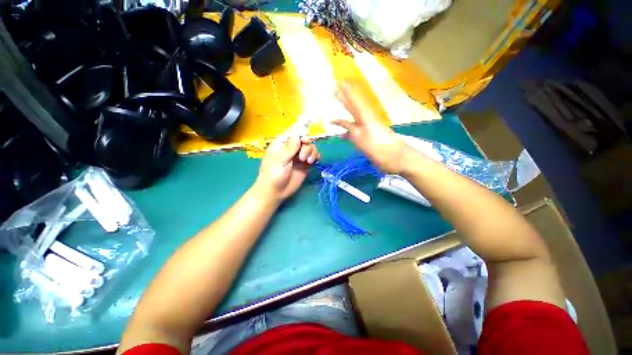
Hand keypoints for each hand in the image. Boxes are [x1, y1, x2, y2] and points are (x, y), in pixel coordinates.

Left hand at [255, 134, 320, 200]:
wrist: (276, 192)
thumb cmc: (273, 175)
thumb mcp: (280, 160)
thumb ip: (290, 148)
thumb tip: (297, 134)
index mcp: (282, 144)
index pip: (293, 133)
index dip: (301, 134)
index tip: (304, 141)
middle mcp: (291, 149)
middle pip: (304, 140)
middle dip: (307, 146)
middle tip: (303, 158)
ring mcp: (299, 157)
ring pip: (310, 147)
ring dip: (312, 152)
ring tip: (308, 162)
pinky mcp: (305, 165)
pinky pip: (313, 157)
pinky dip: (316, 156)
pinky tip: (314, 161)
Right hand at [333, 81, 409, 173]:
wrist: (398, 159)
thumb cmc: (382, 150)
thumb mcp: (364, 141)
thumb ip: (352, 133)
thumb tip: (342, 127)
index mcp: (367, 119)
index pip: (355, 102)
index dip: (346, 93)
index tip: (339, 82)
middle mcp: (367, 121)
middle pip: (354, 106)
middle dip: (345, 97)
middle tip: (336, 88)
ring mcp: (368, 129)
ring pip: (354, 116)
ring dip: (346, 110)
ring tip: (338, 103)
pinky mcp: (368, 137)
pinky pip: (354, 129)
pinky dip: (347, 128)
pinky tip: (341, 132)